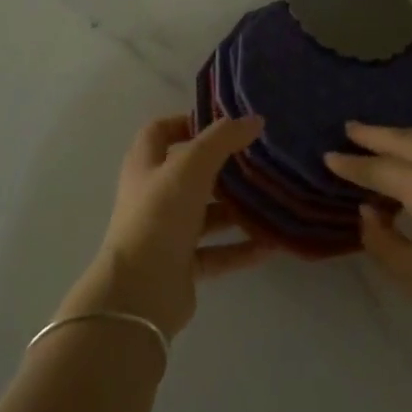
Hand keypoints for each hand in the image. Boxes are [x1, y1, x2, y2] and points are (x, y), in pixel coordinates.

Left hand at [62, 114, 273, 338]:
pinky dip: (240, 248)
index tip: (223, 124)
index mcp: (145, 165)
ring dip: (235, 210)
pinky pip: (216, 252)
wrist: (140, 291)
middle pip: (189, 173)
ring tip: (271, 202)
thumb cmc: (160, 215)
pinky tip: (271, 245)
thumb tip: (254, 120)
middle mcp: (153, 195)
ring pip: (205, 214)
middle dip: (222, 168)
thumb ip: (223, 139)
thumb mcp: (192, 165)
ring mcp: (166, 232)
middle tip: (257, 161)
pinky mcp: (181, 265)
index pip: (160, 132)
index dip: (187, 123)